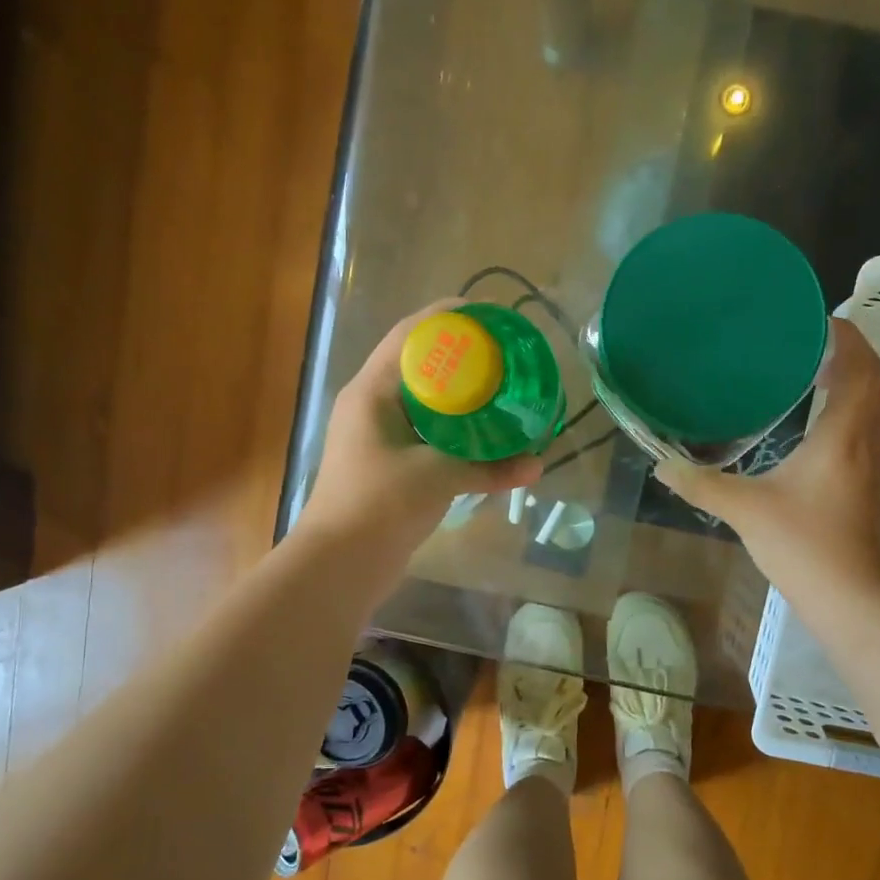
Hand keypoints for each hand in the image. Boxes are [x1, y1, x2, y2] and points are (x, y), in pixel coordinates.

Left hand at [301, 305, 541, 567]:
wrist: (341, 564)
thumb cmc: (379, 505)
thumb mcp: (437, 477)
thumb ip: (489, 469)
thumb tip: (538, 465)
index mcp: (373, 392)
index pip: (410, 335)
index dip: (448, 318)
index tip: (490, 315)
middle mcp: (373, 405)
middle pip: (420, 364)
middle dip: (462, 356)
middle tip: (505, 355)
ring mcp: (379, 435)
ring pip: (424, 400)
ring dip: (459, 394)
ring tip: (501, 388)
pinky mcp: (390, 463)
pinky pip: (427, 432)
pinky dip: (454, 429)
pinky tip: (484, 433)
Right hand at [657, 318, 879, 599]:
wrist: (855, 601)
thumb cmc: (804, 545)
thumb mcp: (744, 511)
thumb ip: (701, 485)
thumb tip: (661, 468)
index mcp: (844, 434)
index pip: (861, 365)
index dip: (844, 336)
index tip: (815, 324)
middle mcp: (873, 443)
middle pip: (876, 382)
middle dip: (848, 359)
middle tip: (807, 354)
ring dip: (857, 391)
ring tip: (817, 386)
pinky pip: (876, 439)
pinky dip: (857, 421)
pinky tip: (827, 440)